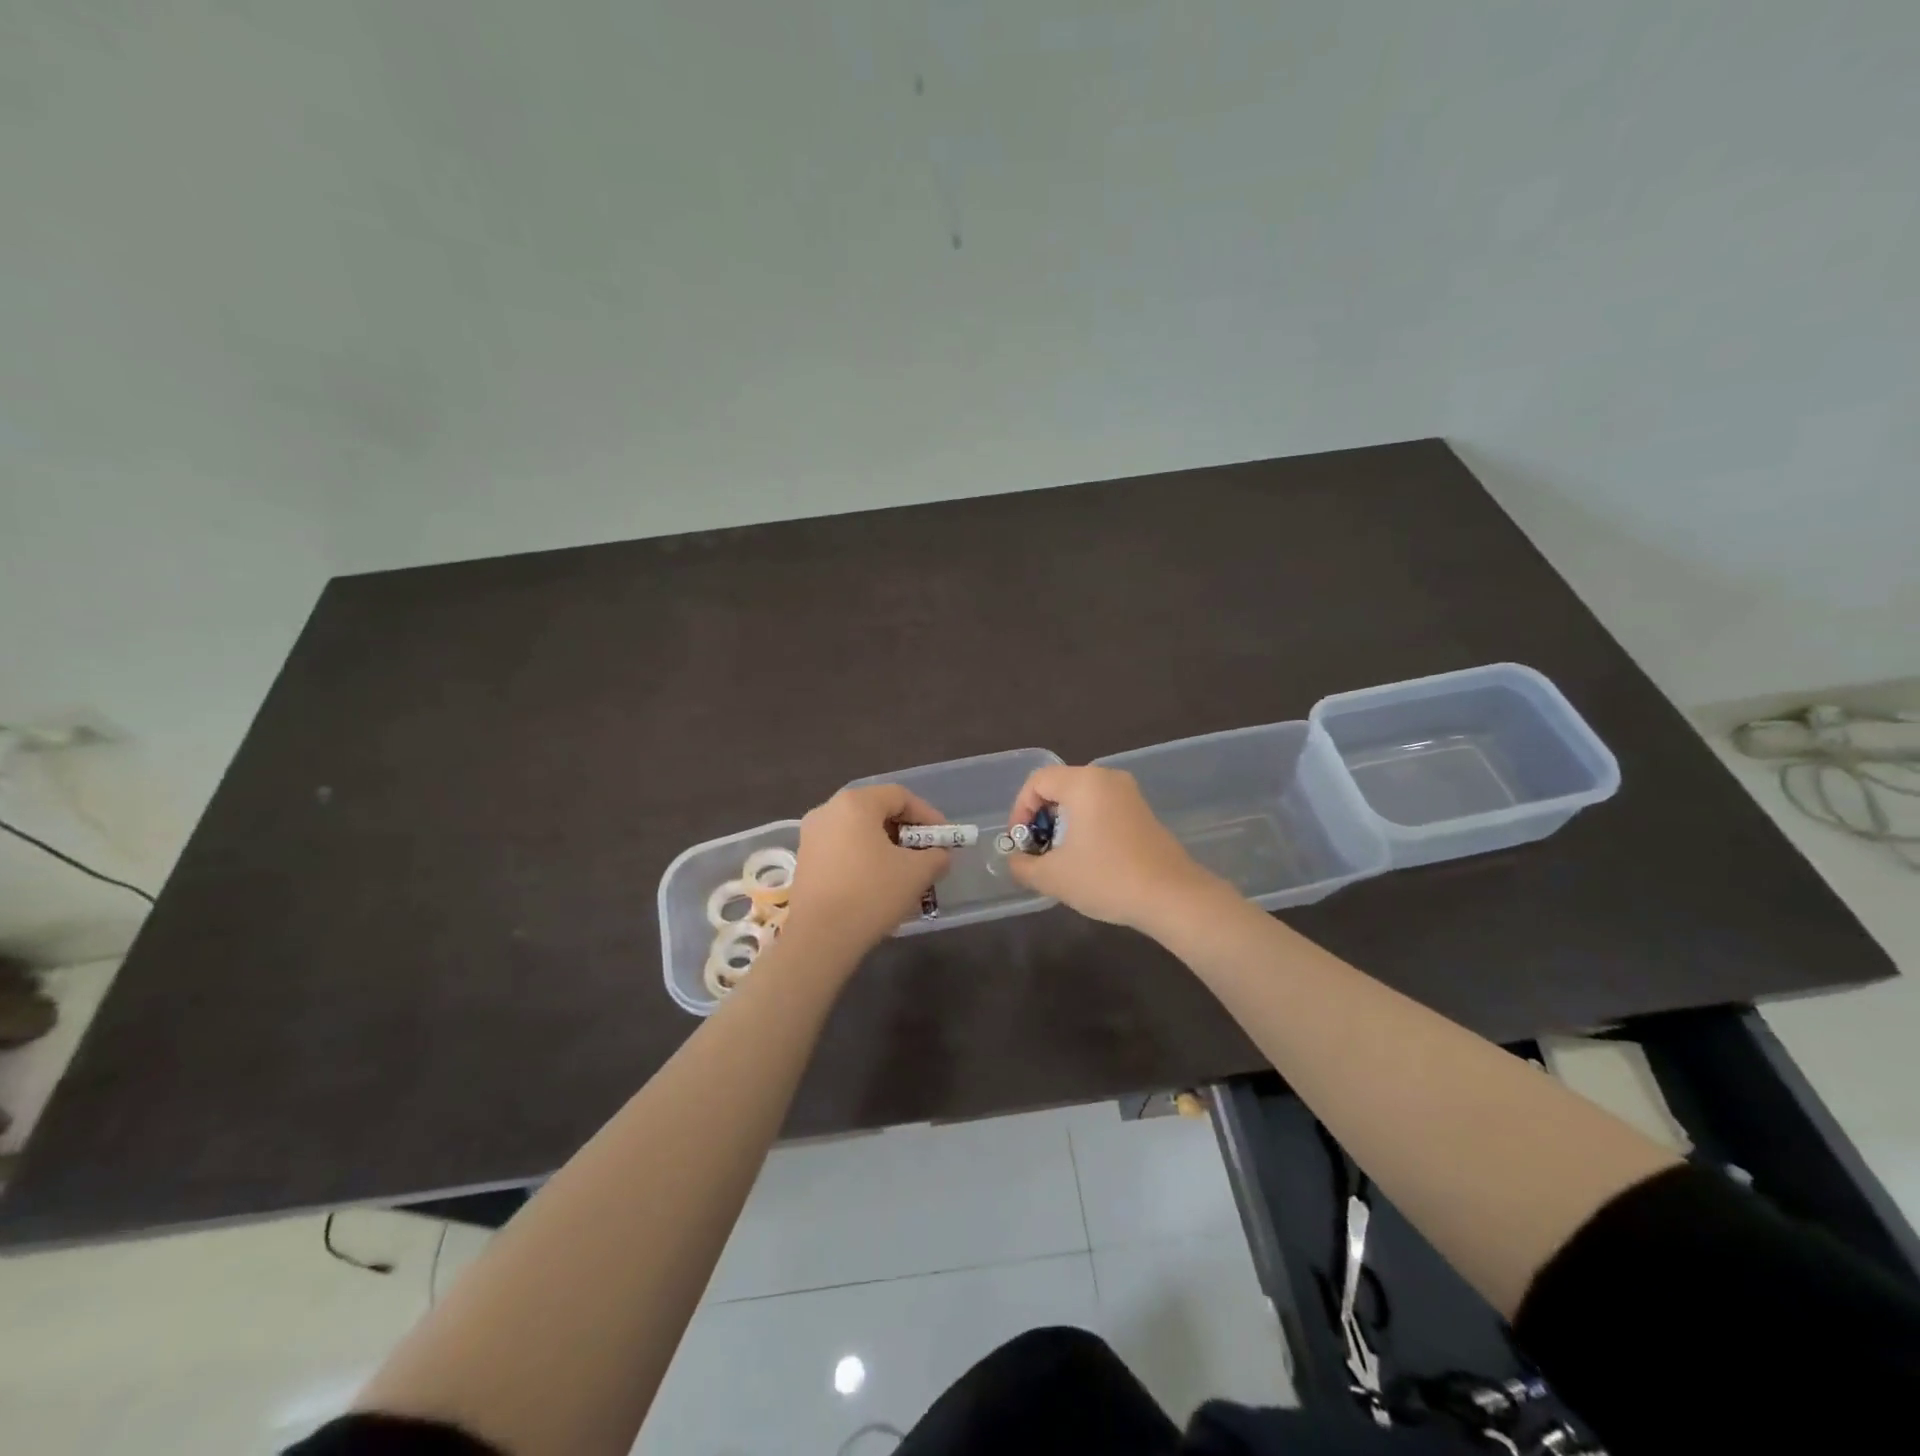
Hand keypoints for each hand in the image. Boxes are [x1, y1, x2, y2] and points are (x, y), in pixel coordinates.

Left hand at [783, 785, 951, 958]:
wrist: (820, 938)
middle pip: (877, 811)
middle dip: (906, 832)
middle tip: (926, 855)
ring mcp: (811, 837)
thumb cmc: (871, 893)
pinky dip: (864, 860)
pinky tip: (879, 885)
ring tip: (905, 873)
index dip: (927, 815)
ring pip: (858, 833)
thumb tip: (939, 855)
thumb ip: (936, 856)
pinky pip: (843, 850)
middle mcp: (827, 811)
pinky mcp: (805, 862)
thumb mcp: (917, 873)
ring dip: (886, 848)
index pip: (900, 796)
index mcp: (854, 803)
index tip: (944, 839)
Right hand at [1004, 765, 1225, 933]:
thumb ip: (1023, 866)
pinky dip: (1086, 827)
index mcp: (1083, 783)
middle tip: (1038, 851)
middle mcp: (1107, 778)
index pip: (1037, 781)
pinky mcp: (1142, 812)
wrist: (1172, 897)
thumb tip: (1016, 861)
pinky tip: (1088, 860)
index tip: (1020, 842)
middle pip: (1059, 787)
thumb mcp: (1053, 877)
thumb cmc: (1106, 878)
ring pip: (1081, 799)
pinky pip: (1102, 809)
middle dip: (1041, 819)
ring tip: (1060, 859)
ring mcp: (1129, 794)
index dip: (1020, 810)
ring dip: (1063, 825)